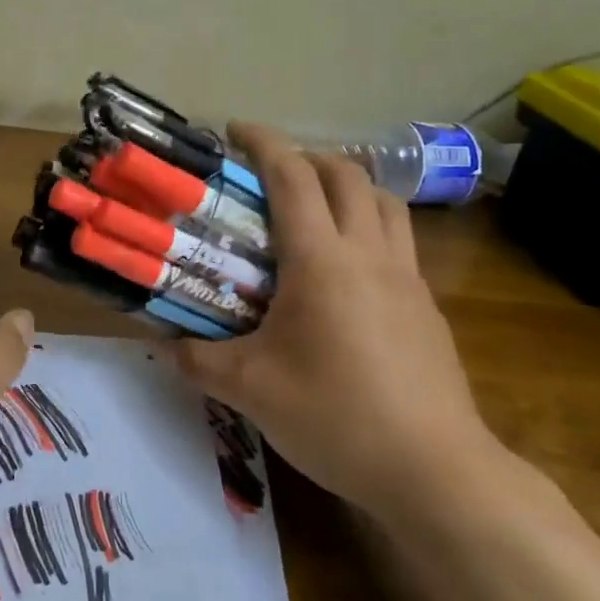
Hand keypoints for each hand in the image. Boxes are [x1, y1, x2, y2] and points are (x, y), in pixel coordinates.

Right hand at [174, 124, 502, 518]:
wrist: (434, 470)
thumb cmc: (335, 415)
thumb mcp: (250, 390)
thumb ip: (199, 360)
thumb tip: (165, 344)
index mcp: (322, 260)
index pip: (293, 176)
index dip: (263, 143)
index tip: (234, 130)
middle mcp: (369, 253)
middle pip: (347, 175)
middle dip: (307, 157)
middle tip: (271, 174)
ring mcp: (407, 278)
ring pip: (383, 202)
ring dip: (347, 187)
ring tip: (314, 209)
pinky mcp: (426, 307)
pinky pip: (398, 241)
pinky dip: (369, 228)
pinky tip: (346, 272)